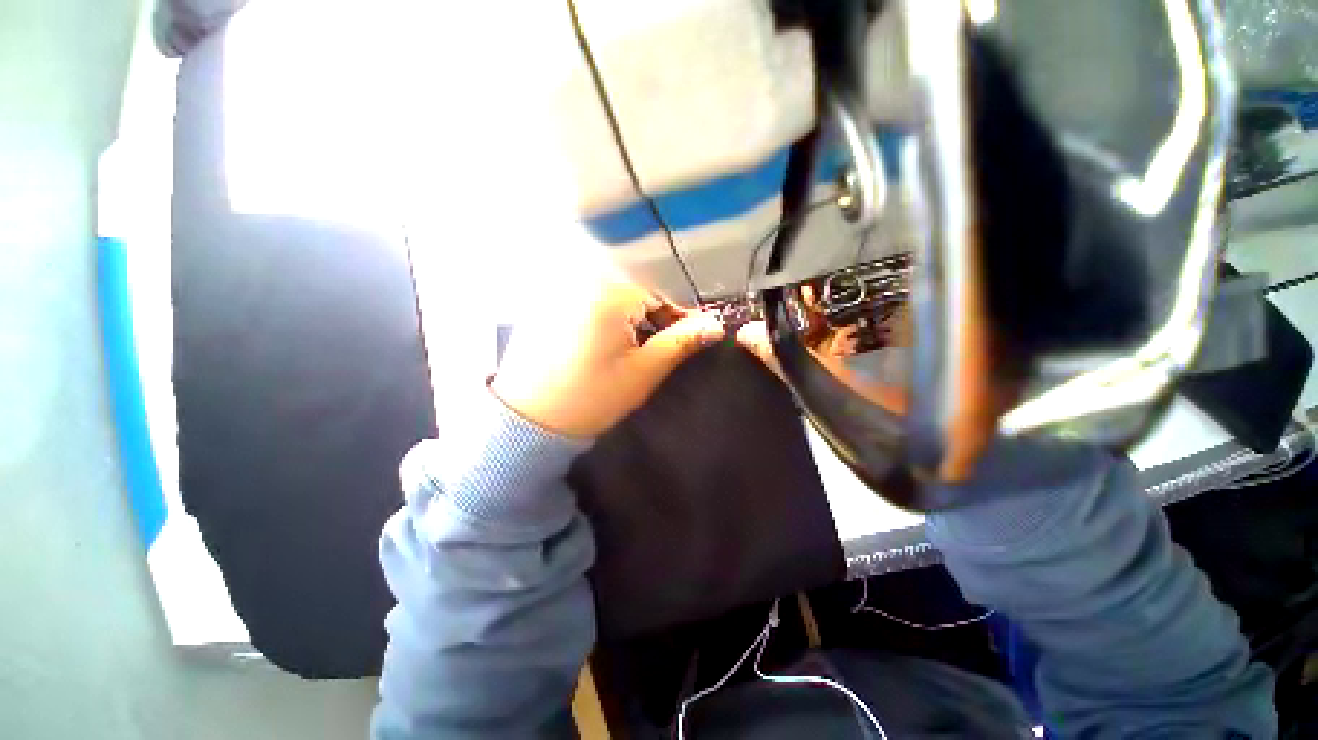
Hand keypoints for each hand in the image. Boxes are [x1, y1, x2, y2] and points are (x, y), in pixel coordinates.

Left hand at [492, 276, 724, 438]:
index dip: (677, 318)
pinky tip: (603, 343)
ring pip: (612, 295)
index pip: (659, 293)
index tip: (687, 339)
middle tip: (657, 348)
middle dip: (652, 318)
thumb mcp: (644, 371)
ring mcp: (560, 289)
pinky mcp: (546, 303)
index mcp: (608, 293)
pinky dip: (604, 316)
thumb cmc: (592, 397)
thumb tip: (716, 325)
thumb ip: (681, 342)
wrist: (528, 420)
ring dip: (629, 317)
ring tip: (631, 349)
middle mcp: (582, 279)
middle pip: (634, 290)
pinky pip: (588, 299)